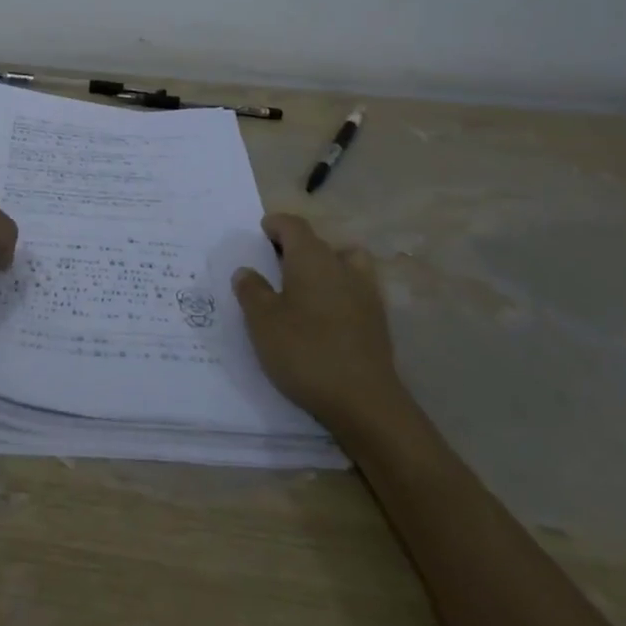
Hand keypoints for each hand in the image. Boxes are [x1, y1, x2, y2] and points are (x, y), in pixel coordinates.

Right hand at [232, 213, 405, 428]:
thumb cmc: (305, 351)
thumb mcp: (262, 321)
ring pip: (345, 262)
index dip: (276, 224)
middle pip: (319, 242)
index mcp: (312, 258)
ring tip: (306, 286)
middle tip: (276, 264)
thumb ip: (252, 291)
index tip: (262, 231)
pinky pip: (356, 289)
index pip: (294, 225)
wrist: (364, 401)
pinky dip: (340, 291)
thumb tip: (246, 271)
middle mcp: (342, 266)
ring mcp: (366, 292)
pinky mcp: (378, 320)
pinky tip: (326, 315)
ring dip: (326, 265)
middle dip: (297, 246)